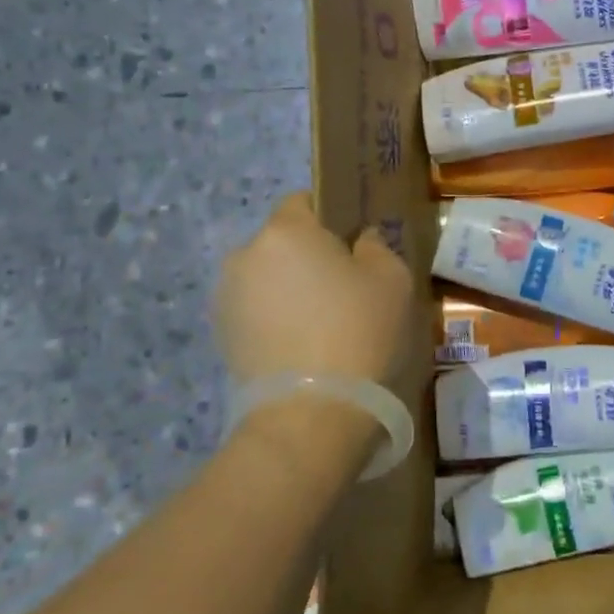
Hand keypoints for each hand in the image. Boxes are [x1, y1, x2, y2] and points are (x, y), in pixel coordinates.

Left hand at [214, 192, 413, 385]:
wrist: (310, 411)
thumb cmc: (358, 331)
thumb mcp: (392, 278)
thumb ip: (376, 245)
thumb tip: (361, 240)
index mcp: (285, 230)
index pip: (304, 201)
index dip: (330, 218)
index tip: (353, 245)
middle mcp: (245, 254)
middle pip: (283, 241)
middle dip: (308, 256)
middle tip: (342, 288)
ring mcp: (226, 296)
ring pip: (267, 277)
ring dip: (288, 288)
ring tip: (320, 323)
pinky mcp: (220, 335)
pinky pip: (255, 310)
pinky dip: (274, 318)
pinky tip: (300, 345)